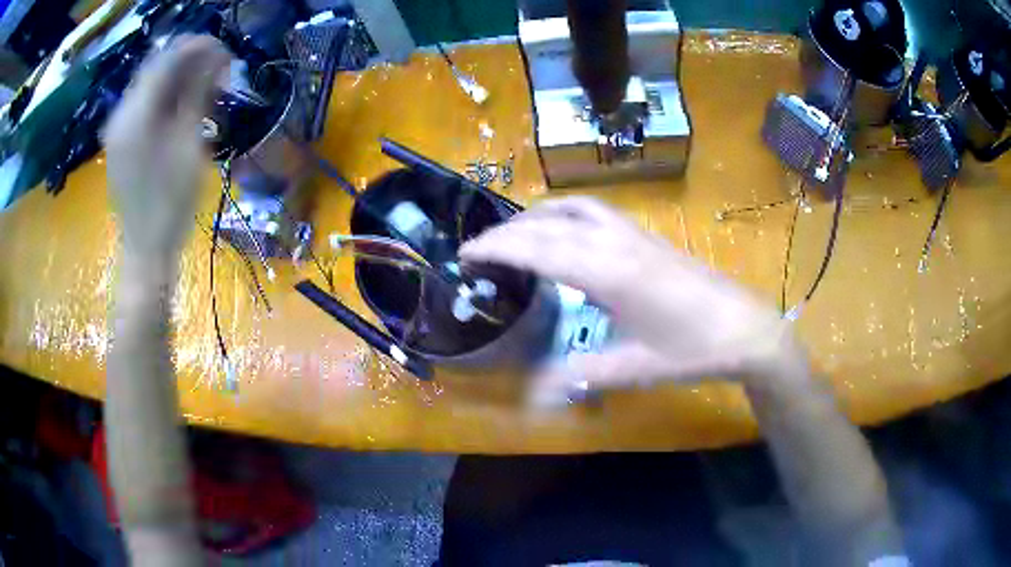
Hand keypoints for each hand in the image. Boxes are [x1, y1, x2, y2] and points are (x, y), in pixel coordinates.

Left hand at [105, 36, 229, 262]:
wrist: (146, 249)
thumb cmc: (171, 202)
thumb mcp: (189, 143)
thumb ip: (198, 93)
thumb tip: (216, 56)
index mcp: (135, 113)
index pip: (168, 58)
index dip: (199, 48)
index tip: (226, 54)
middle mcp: (121, 113)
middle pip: (156, 66)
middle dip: (189, 60)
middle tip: (217, 70)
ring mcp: (117, 127)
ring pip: (150, 83)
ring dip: (178, 77)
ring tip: (204, 87)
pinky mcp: (120, 139)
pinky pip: (143, 102)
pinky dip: (165, 95)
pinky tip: (182, 106)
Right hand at [459, 197, 794, 405]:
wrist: (745, 328)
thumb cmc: (693, 350)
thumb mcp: (635, 368)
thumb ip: (582, 375)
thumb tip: (535, 392)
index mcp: (609, 272)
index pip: (539, 248)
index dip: (497, 248)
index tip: (466, 254)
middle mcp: (616, 242)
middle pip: (549, 223)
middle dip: (507, 232)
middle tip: (479, 249)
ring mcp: (634, 234)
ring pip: (574, 208)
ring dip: (537, 216)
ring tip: (514, 235)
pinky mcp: (646, 237)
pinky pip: (595, 211)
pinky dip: (566, 214)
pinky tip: (565, 233)